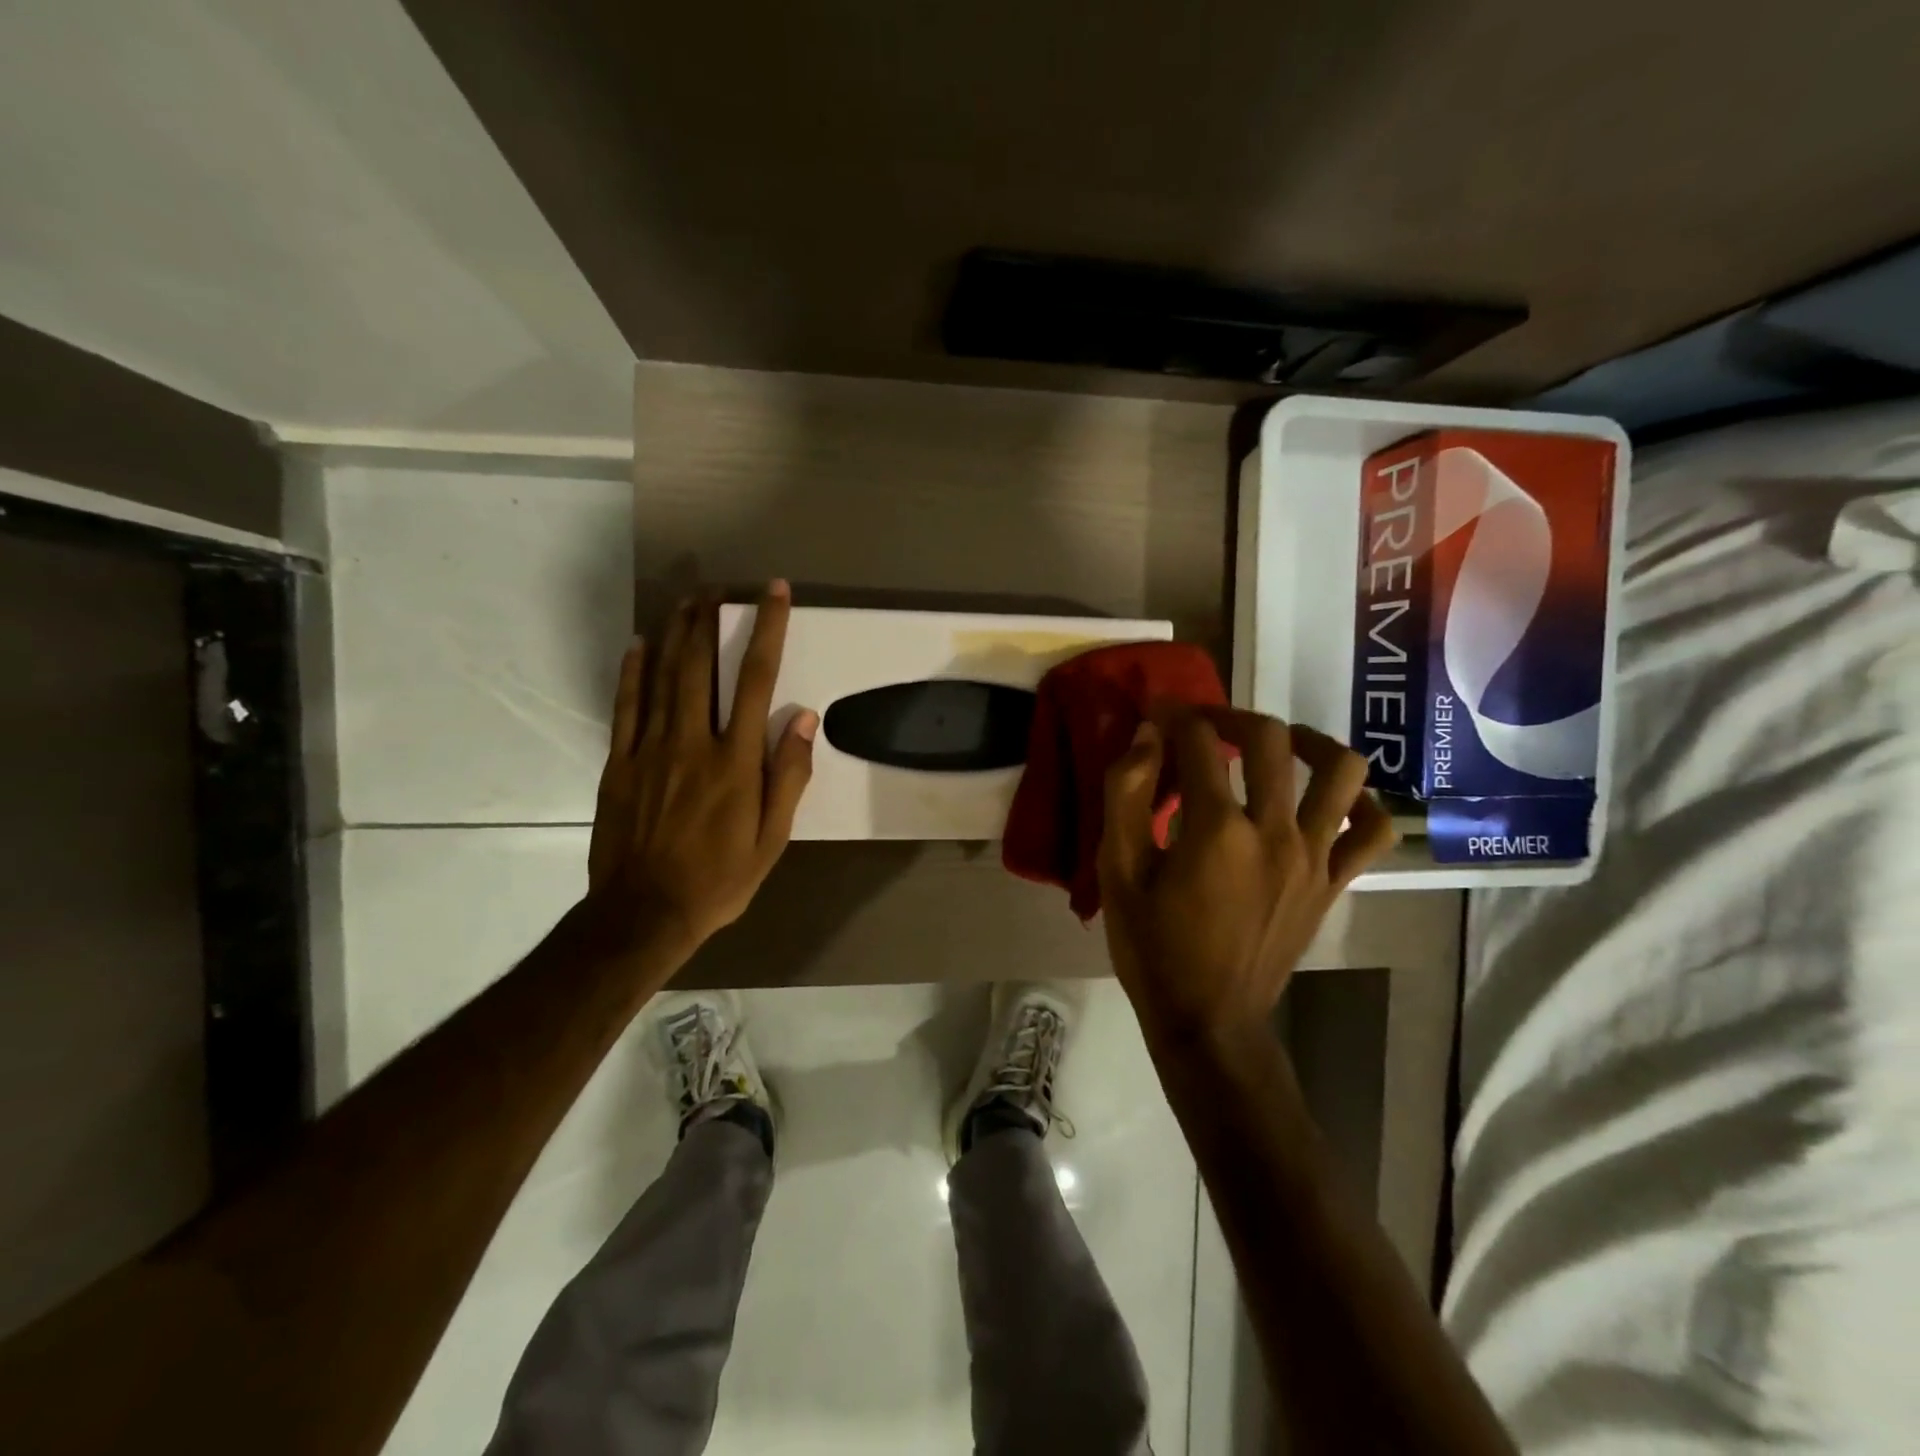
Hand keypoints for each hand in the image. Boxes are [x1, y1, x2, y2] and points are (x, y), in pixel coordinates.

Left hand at [585, 583, 815, 963]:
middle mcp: (693, 742)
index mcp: (735, 760)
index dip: (768, 630)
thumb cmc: (719, 879)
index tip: (774, 593)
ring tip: (686, 601)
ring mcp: (650, 749)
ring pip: (663, 677)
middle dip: (711, 620)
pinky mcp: (620, 763)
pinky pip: (626, 706)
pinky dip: (632, 672)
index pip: (758, 680)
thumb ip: (788, 776)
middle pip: (701, 666)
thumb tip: (804, 719)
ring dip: (676, 634)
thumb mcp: (772, 838)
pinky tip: (638, 645)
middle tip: (717, 587)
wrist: (644, 913)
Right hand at [1097, 707, 1396, 1047]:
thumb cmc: (1153, 947)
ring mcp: (1314, 857)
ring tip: (1275, 747)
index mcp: (1216, 829)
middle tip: (1203, 724)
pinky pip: (1373, 830)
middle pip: (1270, 739)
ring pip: (1340, 770)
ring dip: (1307, 742)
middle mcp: (1275, 831)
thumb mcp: (1117, 870)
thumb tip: (1146, 737)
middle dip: (1230, 715)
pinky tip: (1328, 799)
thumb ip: (1126, 795)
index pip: (1199, 742)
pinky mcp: (1334, 882)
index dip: (1173, 714)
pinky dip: (1360, 803)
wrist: (1209, 1020)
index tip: (1156, 711)